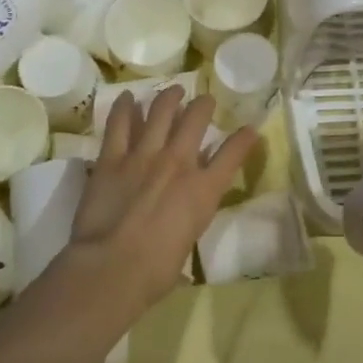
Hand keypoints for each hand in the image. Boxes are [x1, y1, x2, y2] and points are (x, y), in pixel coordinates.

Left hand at [64, 86, 257, 314]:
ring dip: (169, 97)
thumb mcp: (189, 241)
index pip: (233, 154)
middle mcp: (179, 162)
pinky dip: (124, 108)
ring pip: (161, 111)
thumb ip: (191, 217)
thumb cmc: (156, 271)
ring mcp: (145, 155)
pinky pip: (120, 124)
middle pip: (196, 119)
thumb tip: (184, 220)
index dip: (244, 139)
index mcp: (204, 189)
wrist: (112, 267)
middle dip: (204, 105)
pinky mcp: (113, 157)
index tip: (250, 128)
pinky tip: (127, 97)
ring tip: (173, 92)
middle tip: (205, 101)